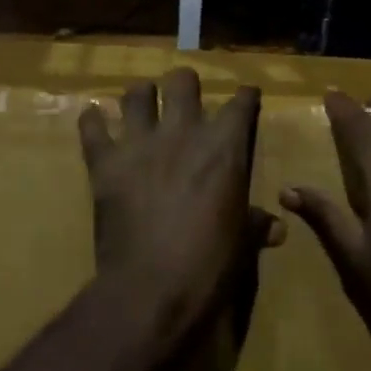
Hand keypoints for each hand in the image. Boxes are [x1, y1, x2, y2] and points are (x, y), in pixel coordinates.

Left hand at [79, 68, 279, 331]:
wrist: (152, 288)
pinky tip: (95, 121)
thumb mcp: (242, 243)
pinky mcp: (105, 162)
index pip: (241, 103)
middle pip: (182, 81)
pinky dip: (92, 121)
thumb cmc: (209, 265)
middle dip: (185, 84)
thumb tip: (278, 227)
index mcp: (224, 147)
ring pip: (136, 93)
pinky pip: (92, 127)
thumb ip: (257, 225)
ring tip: (141, 105)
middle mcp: (183, 132)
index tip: (247, 96)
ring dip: (140, 97)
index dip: (246, 97)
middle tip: (184, 97)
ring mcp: (140, 143)